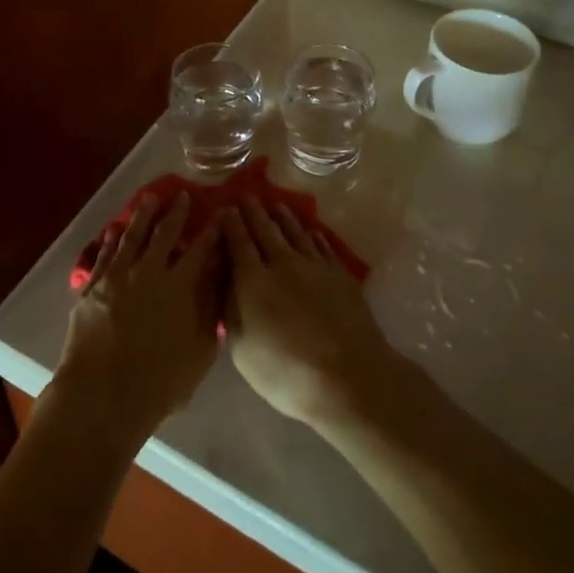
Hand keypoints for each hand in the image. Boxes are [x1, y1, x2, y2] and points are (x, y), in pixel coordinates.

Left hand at [54, 194, 225, 447]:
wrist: (103, 394)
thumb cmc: (160, 382)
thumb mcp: (200, 352)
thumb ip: (210, 311)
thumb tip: (219, 281)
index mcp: (181, 286)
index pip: (201, 250)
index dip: (211, 231)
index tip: (219, 213)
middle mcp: (150, 271)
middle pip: (165, 234)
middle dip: (176, 212)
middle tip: (181, 195)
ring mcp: (119, 276)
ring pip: (133, 236)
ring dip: (143, 216)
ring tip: (149, 199)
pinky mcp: (94, 287)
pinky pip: (105, 255)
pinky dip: (112, 240)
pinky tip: (115, 229)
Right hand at [223, 198, 403, 430]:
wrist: (347, 376)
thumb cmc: (286, 371)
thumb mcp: (242, 349)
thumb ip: (231, 311)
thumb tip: (226, 284)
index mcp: (253, 280)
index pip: (238, 243)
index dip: (231, 225)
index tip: (226, 209)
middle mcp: (282, 264)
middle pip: (266, 231)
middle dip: (255, 212)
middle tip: (248, 197)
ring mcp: (314, 266)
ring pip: (296, 233)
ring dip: (284, 218)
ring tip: (277, 206)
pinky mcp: (339, 275)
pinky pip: (323, 247)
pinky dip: (314, 236)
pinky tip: (312, 232)